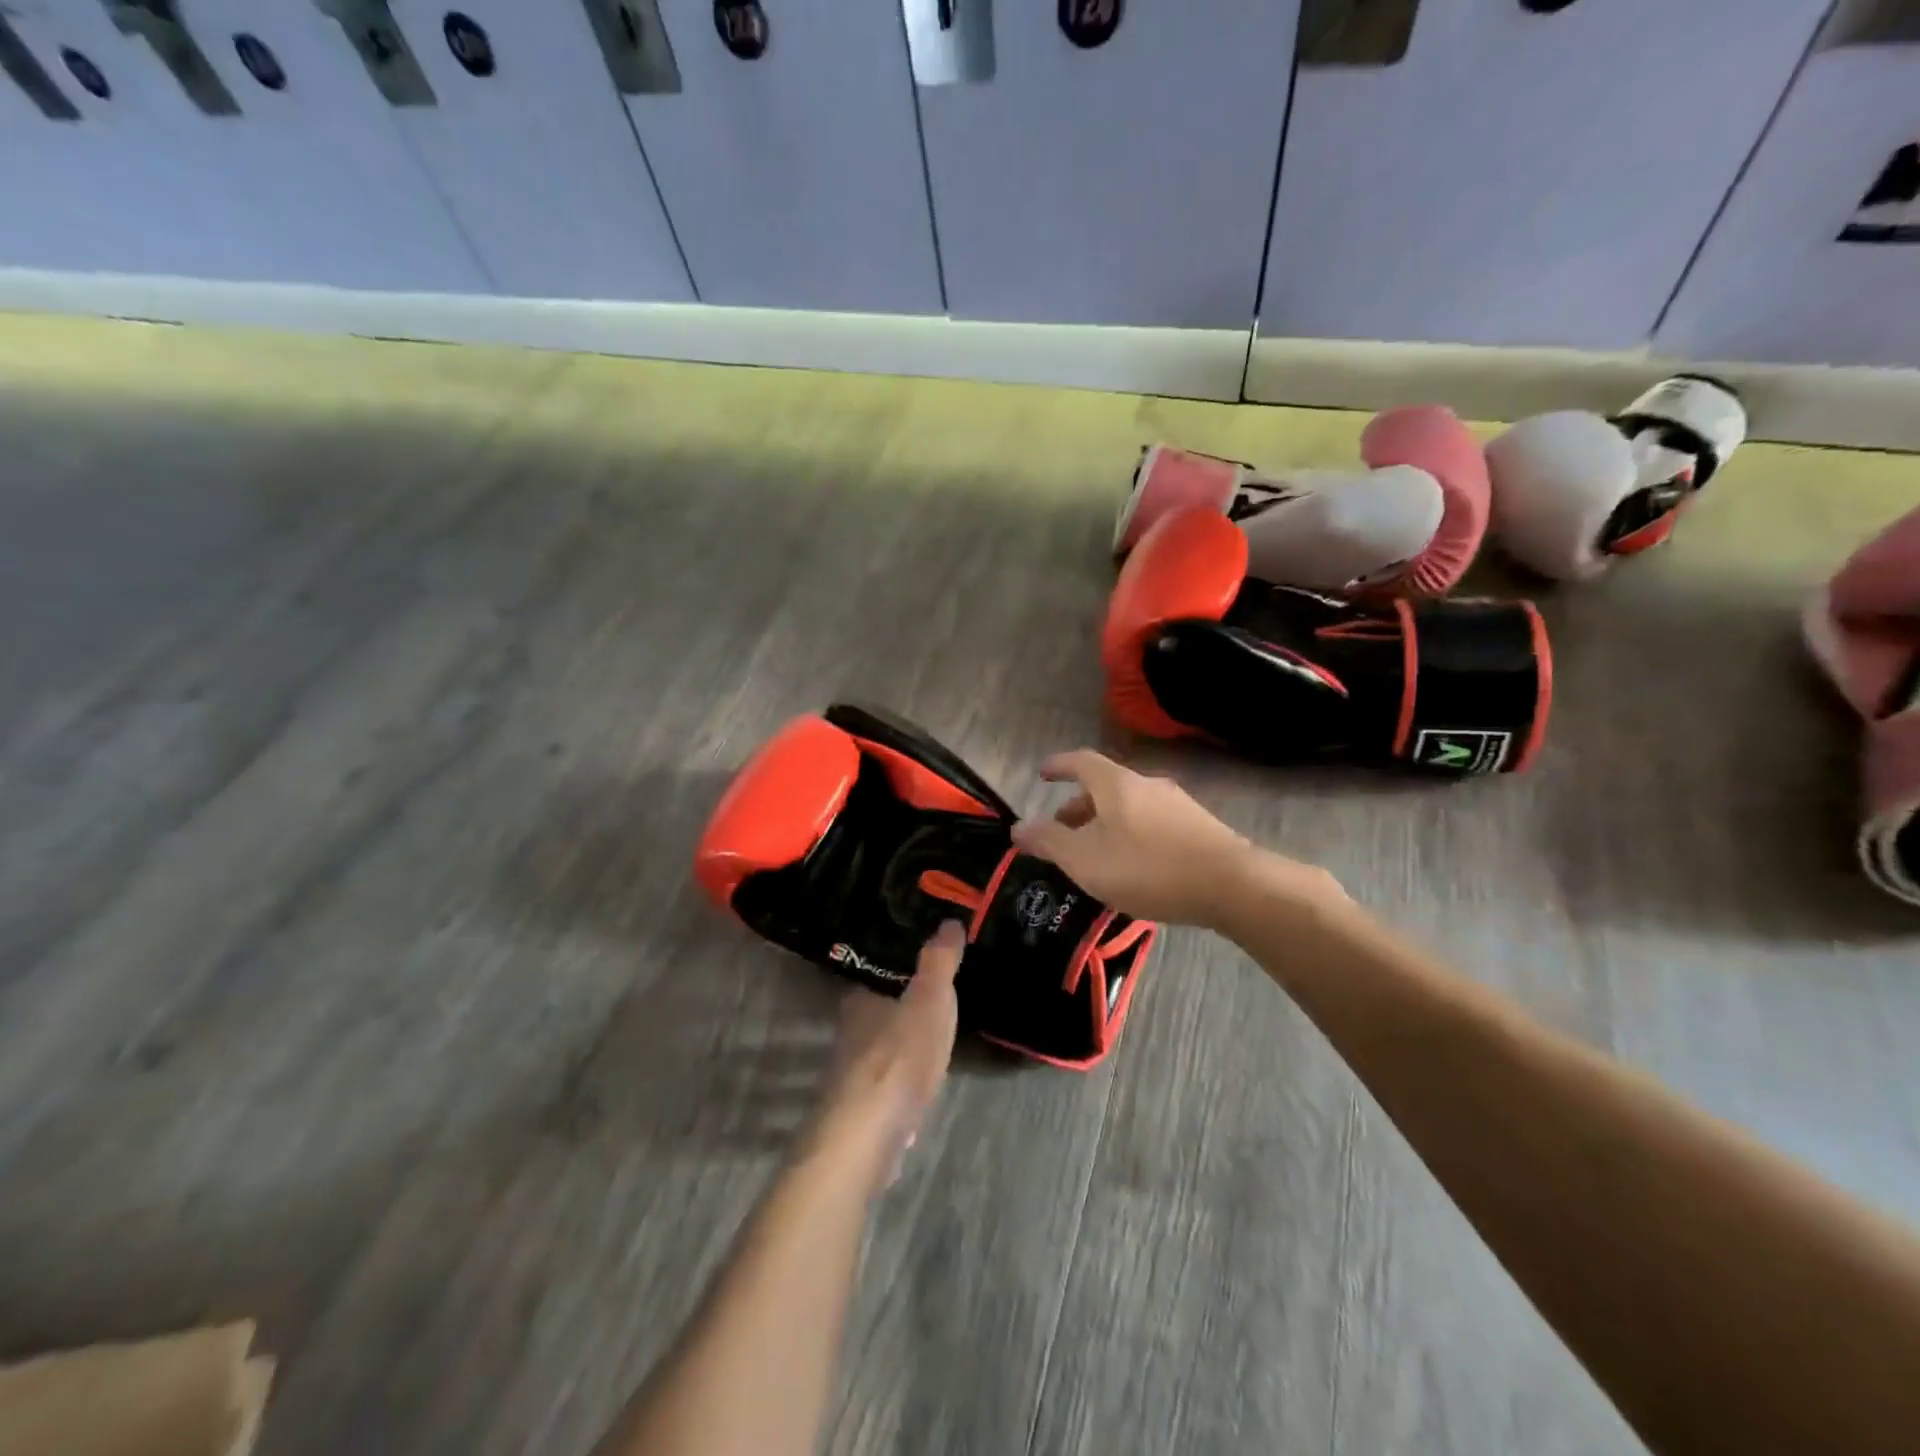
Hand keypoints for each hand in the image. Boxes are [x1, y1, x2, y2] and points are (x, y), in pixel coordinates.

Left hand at [807, 922, 962, 1192]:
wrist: (869, 1133)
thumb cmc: (899, 1054)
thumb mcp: (930, 998)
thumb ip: (939, 960)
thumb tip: (949, 920)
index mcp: (861, 1000)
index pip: (875, 974)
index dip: (896, 969)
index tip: (920, 965)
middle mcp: (849, 1032)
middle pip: (876, 1012)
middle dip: (899, 1007)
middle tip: (932, 999)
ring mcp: (853, 1074)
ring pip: (880, 1049)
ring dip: (900, 1045)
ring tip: (932, 1038)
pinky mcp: (862, 1111)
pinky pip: (886, 1085)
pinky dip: (902, 1081)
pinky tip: (920, 1087)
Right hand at [1010, 749, 1342, 927]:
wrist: (1232, 886)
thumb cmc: (1148, 868)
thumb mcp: (1086, 860)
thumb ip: (1049, 842)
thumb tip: (1018, 827)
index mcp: (1116, 784)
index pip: (1080, 761)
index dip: (1058, 766)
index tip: (1042, 774)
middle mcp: (1147, 785)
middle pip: (1105, 786)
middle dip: (1078, 806)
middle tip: (1062, 831)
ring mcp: (1178, 804)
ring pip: (1129, 806)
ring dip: (1105, 823)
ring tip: (1095, 854)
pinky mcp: (1199, 827)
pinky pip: (1151, 823)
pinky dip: (1130, 834)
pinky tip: (1133, 866)